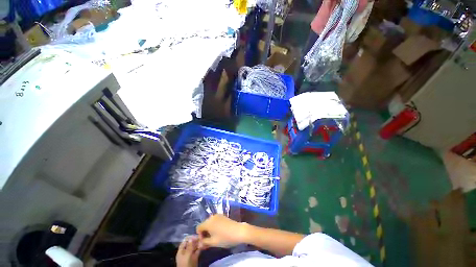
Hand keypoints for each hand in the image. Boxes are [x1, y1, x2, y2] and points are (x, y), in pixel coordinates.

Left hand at [176, 236, 201, 266]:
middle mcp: (186, 252)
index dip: (189, 238)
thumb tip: (191, 238)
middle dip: (195, 240)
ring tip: (203, 238)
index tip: (195, 234)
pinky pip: (198, 251)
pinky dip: (200, 247)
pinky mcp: (195, 257)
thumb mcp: (187, 255)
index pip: (184, 242)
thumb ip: (189, 246)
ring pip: (195, 247)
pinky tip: (204, 244)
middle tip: (201, 235)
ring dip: (199, 243)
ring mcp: (190, 255)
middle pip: (190, 244)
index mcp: (181, 251)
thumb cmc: (185, 264)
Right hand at [196, 214, 247, 247]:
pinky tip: (219, 232)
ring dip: (210, 229)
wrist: (238, 231)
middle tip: (209, 241)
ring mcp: (218, 215)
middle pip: (204, 224)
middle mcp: (212, 216)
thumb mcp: (213, 242)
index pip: (198, 227)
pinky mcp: (222, 215)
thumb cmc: (225, 238)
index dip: (199, 235)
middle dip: (205, 232)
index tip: (205, 241)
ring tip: (215, 237)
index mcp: (208, 222)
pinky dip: (214, 226)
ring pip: (209, 222)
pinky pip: (215, 221)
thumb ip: (204, 242)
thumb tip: (200, 243)